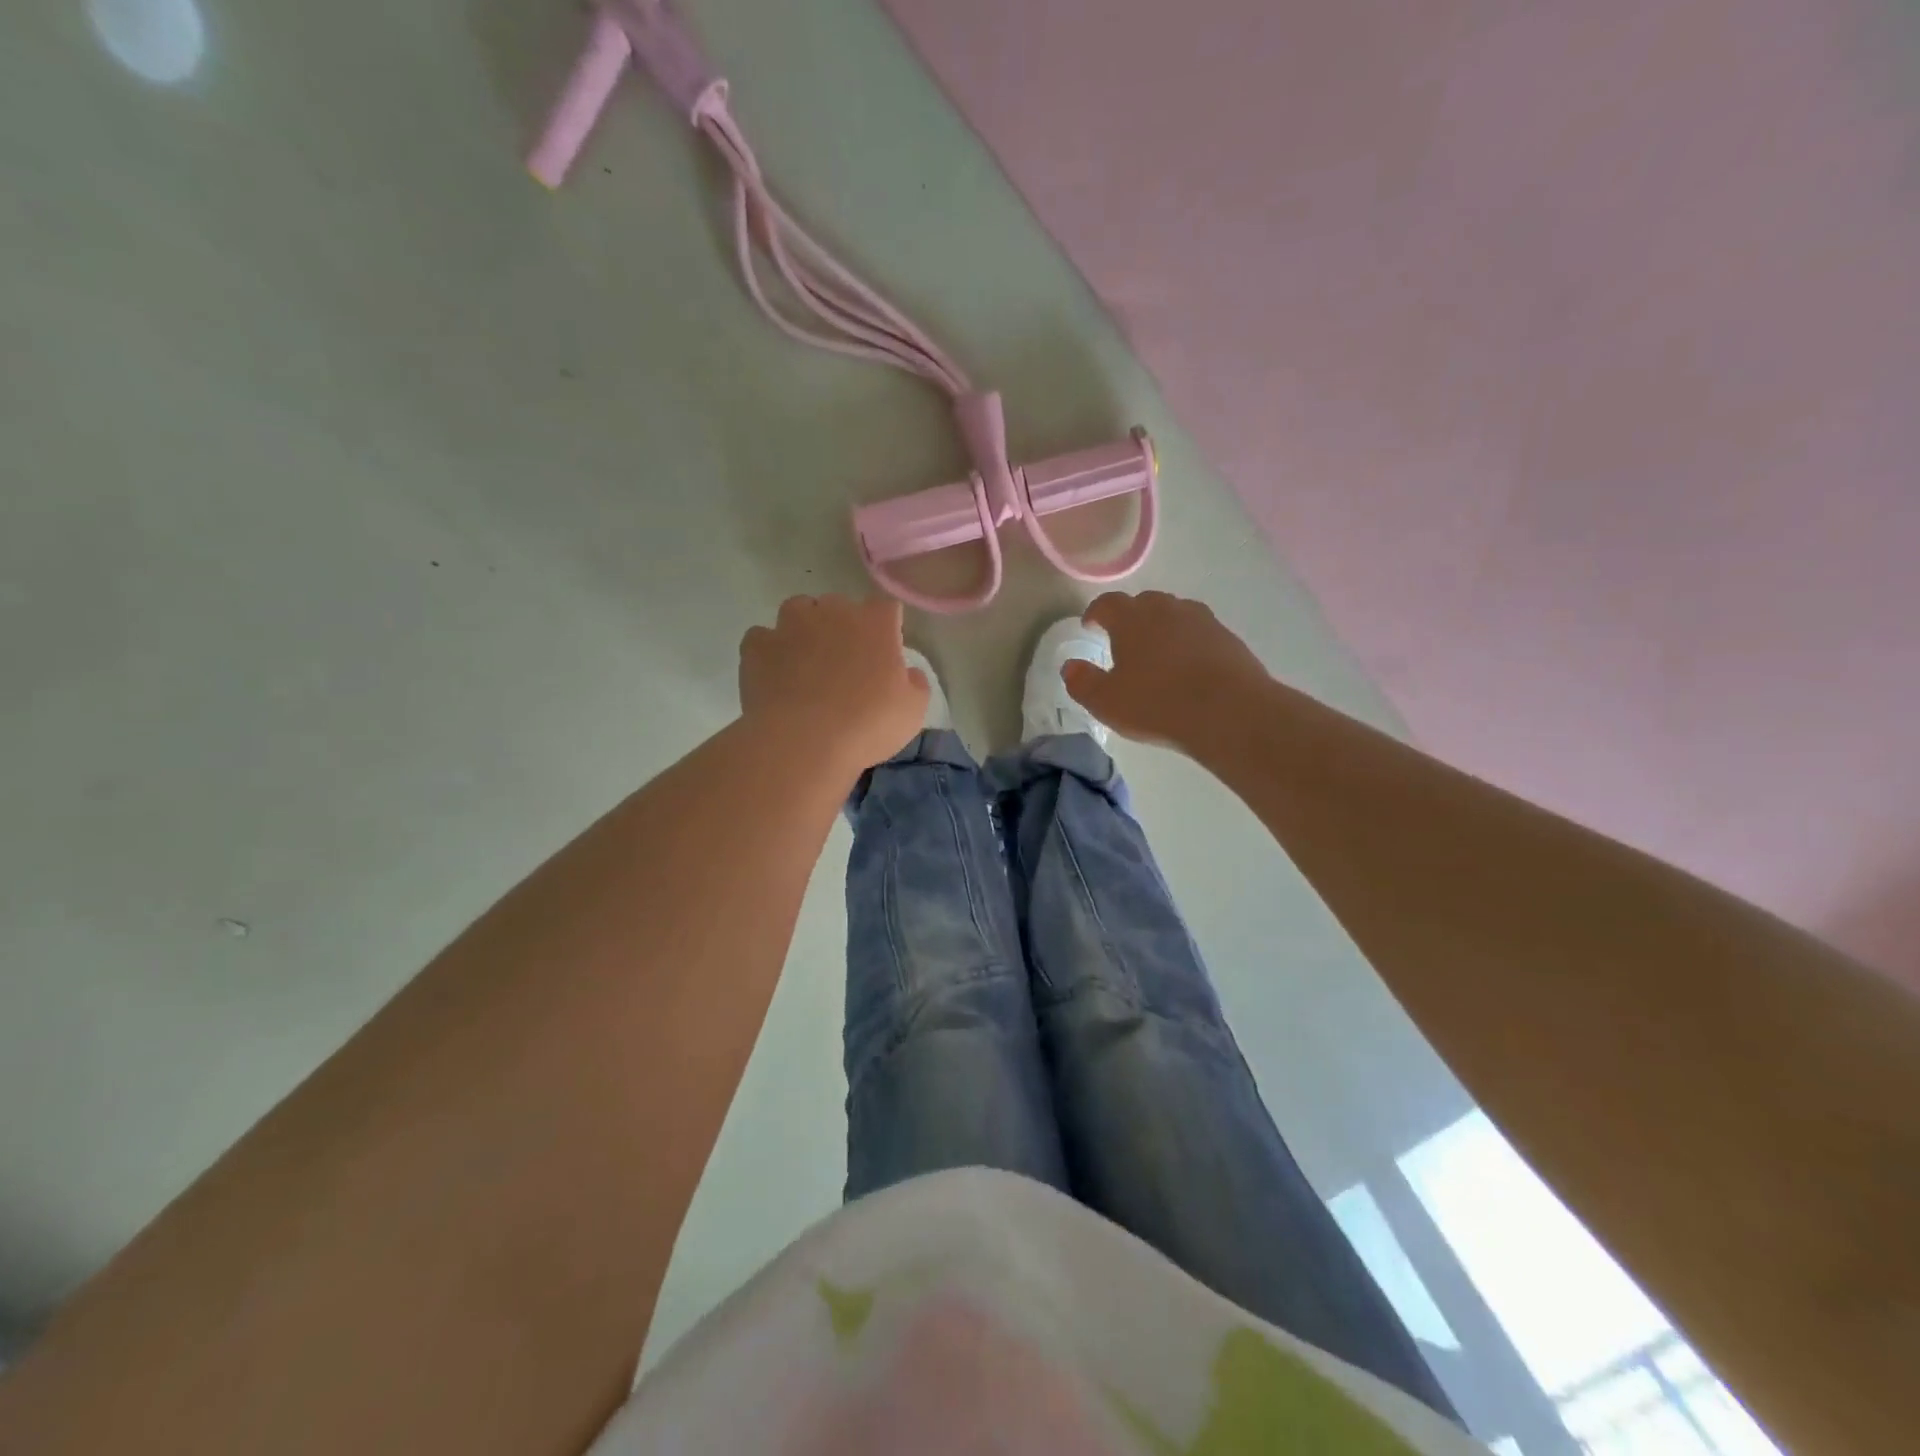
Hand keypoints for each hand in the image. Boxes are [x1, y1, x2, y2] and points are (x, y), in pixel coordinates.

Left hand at [739, 595, 928, 772]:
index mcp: (875, 623)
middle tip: (845, 663)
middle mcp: (832, 611)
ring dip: (804, 628)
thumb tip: (908, 672)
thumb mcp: (913, 710)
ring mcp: (790, 625)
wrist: (803, 743)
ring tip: (806, 661)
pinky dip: (769, 651)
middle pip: (840, 606)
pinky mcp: (757, 645)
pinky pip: (763, 638)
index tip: (885, 653)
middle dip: (843, 627)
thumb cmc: (867, 725)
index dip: (886, 628)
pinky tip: (775, 675)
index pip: (886, 608)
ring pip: (798, 610)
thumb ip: (915, 682)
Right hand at [1064, 591, 1270, 749]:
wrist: (1230, 712)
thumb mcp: (1106, 702)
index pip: (1107, 603)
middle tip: (1123, 641)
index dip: (1095, 613)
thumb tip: (1070, 667)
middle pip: (1143, 603)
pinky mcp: (1228, 638)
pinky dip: (1188, 643)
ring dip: (1162, 628)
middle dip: (1130, 618)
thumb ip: (1082, 682)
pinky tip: (1187, 668)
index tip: (1090, 626)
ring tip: (1156, 654)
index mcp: (1132, 618)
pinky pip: (1199, 633)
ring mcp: (1202, 621)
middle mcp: (1167, 609)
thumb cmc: (1157, 704)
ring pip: (1175, 615)